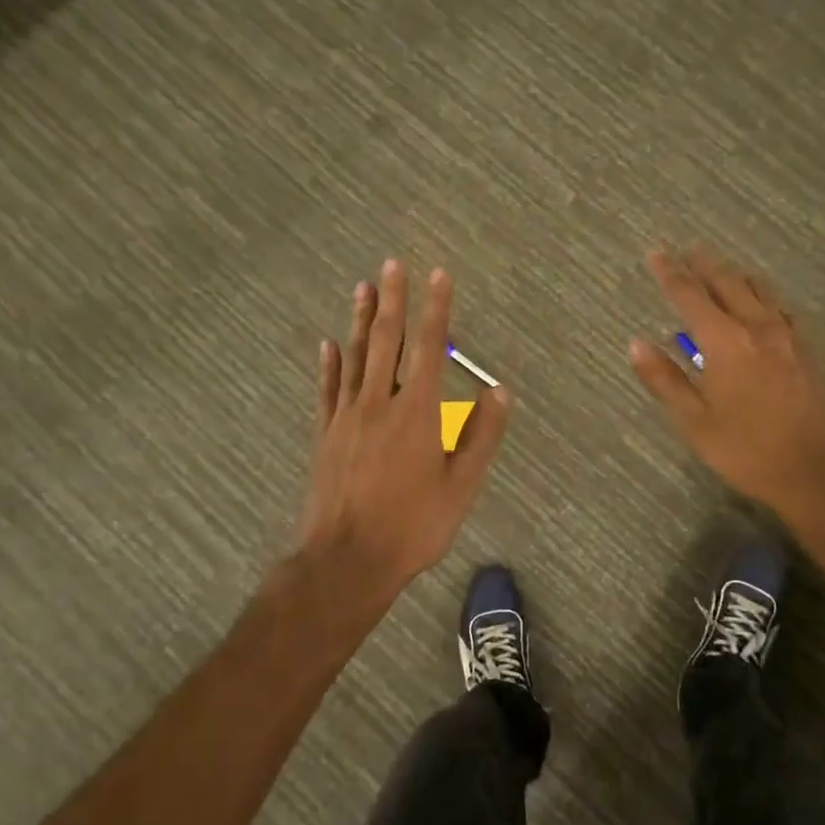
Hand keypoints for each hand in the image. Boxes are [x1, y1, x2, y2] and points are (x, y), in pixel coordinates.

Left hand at [296, 260, 512, 605]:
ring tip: (362, 288)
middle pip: (386, 341)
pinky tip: (327, 345)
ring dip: (360, 321)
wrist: (347, 560)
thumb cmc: (412, 526)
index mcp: (417, 412)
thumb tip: (500, 390)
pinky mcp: (325, 435)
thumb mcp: (461, 486)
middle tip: (392, 264)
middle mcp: (379, 403)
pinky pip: (327, 390)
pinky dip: (329, 365)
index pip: (429, 348)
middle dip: (393, 300)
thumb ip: (481, 435)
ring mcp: (346, 417)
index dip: (436, 309)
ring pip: (354, 357)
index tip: (438, 275)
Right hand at [628, 246, 824, 516]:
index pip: (690, 296)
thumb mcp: (693, 420)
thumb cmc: (745, 449)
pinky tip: (760, 305)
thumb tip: (635, 343)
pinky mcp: (804, 352)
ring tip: (720, 269)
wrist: (814, 472)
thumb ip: (664, 379)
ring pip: (759, 291)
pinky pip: (778, 308)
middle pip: (728, 283)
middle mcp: (757, 329)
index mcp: (725, 342)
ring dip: (735, 276)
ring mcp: (786, 338)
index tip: (654, 253)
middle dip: (704, 265)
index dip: (670, 273)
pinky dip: (761, 295)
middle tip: (687, 251)